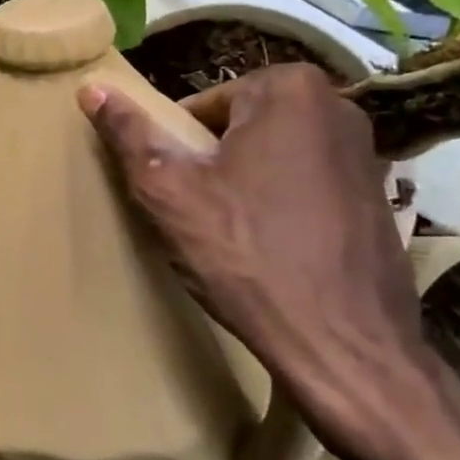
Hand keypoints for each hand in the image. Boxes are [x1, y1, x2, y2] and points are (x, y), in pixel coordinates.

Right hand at [79, 65, 459, 459]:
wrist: (358, 369)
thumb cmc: (254, 271)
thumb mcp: (170, 198)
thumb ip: (130, 137)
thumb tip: (87, 90)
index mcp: (286, 94)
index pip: (197, 103)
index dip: (169, 150)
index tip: (161, 197)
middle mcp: (335, 112)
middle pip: (231, 129)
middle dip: (200, 169)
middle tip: (181, 221)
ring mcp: (362, 160)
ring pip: (263, 161)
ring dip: (231, 192)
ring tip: (212, 244)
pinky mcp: (373, 206)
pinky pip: (294, 189)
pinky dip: (266, 212)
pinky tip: (255, 261)